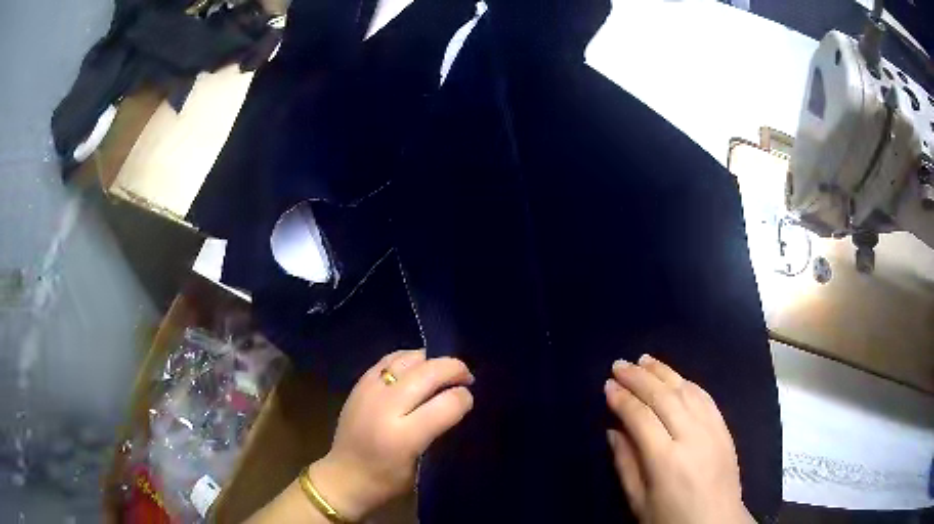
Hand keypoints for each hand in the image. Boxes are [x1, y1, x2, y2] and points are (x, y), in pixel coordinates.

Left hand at [309, 350, 473, 519]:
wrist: (343, 477)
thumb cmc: (387, 481)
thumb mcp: (422, 465)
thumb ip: (439, 431)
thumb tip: (457, 401)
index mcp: (404, 437)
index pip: (447, 403)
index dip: (465, 398)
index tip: (469, 401)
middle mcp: (386, 408)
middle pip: (429, 373)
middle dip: (455, 370)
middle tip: (466, 378)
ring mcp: (369, 391)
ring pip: (409, 359)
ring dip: (432, 362)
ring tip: (442, 372)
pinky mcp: (359, 385)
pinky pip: (389, 360)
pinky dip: (409, 360)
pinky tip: (417, 369)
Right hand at [604, 355, 753, 523]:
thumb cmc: (672, 519)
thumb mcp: (639, 502)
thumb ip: (626, 464)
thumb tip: (613, 431)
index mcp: (666, 460)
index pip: (641, 418)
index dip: (623, 399)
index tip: (608, 385)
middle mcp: (691, 437)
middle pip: (663, 397)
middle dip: (639, 378)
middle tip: (620, 364)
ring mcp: (712, 429)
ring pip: (686, 390)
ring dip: (664, 372)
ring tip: (644, 360)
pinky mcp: (725, 428)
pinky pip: (706, 397)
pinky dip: (688, 383)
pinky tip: (676, 377)